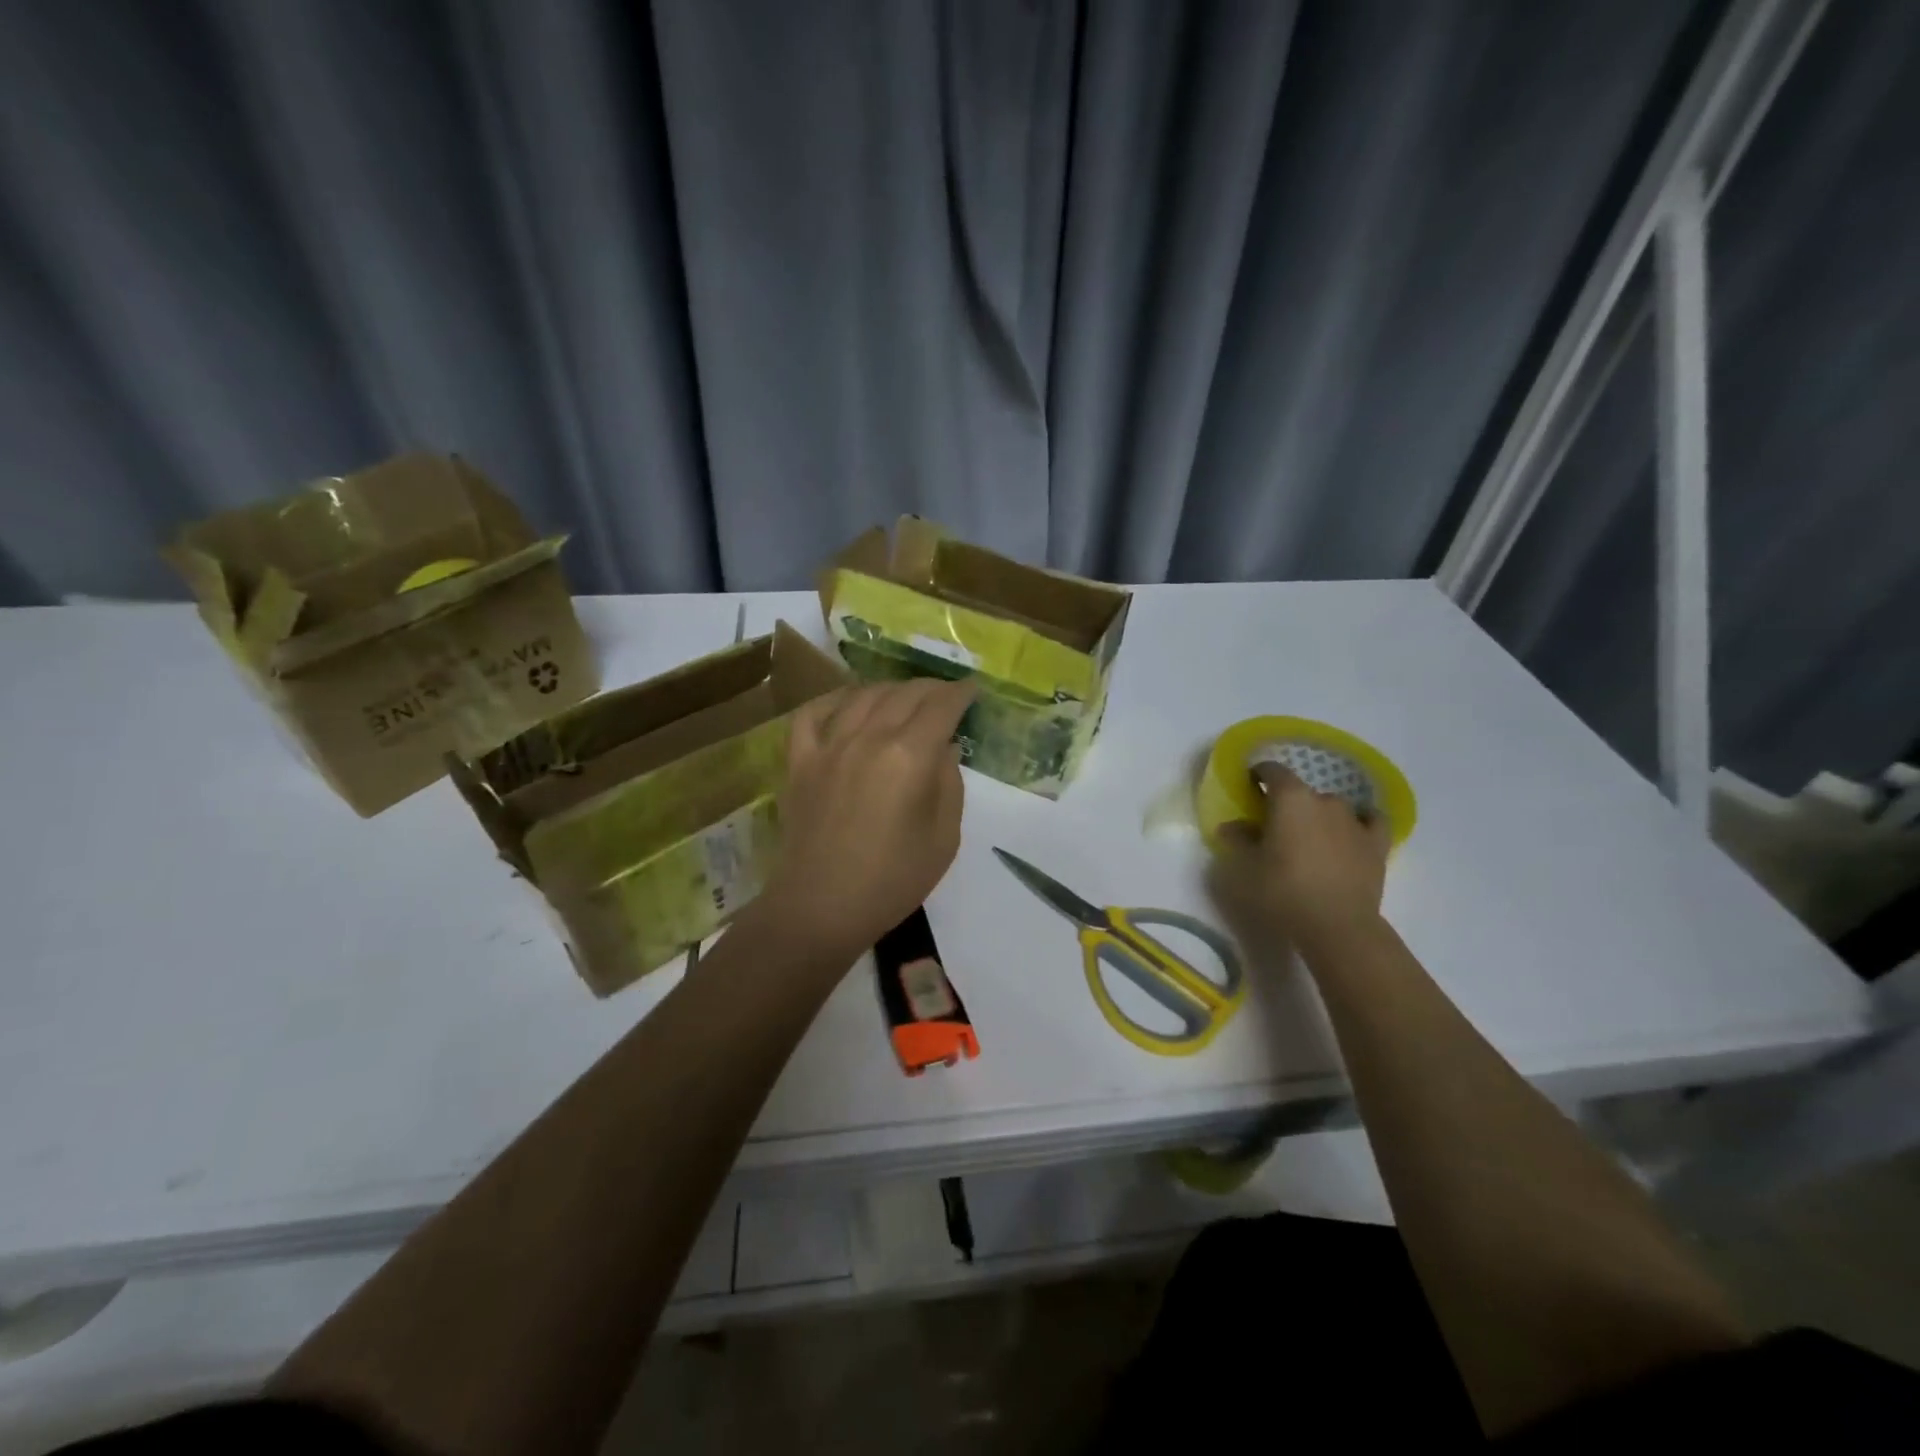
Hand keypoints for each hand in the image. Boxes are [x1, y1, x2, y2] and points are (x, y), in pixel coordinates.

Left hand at [756, 678, 974, 965]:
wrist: (820, 909)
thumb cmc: (892, 881)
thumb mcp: (944, 837)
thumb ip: (948, 782)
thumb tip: (944, 746)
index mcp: (909, 756)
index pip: (941, 707)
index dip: (961, 693)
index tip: (973, 690)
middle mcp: (868, 738)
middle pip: (904, 694)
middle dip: (932, 688)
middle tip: (946, 695)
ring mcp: (828, 746)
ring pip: (862, 696)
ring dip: (890, 689)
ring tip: (905, 697)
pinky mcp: (799, 761)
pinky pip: (812, 714)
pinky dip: (833, 700)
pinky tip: (847, 703)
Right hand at [1206, 763, 1392, 958]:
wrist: (1337, 925)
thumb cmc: (1283, 890)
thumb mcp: (1244, 867)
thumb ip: (1237, 839)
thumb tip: (1232, 826)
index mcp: (1290, 798)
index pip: (1271, 770)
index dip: (1258, 775)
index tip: (1248, 788)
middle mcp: (1324, 799)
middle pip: (1300, 791)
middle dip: (1286, 804)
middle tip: (1274, 828)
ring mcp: (1354, 820)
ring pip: (1331, 807)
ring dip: (1318, 816)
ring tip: (1309, 840)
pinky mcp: (1377, 842)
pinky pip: (1369, 820)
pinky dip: (1359, 822)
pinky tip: (1350, 833)